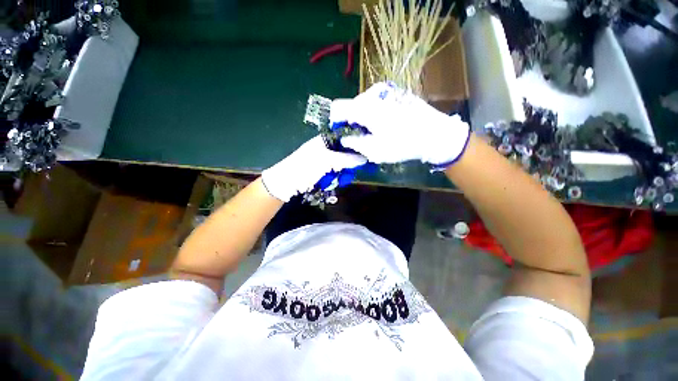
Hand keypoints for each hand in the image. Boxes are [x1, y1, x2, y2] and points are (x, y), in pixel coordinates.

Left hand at [262, 136, 366, 201]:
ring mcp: (325, 160)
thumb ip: (346, 158)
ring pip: (342, 163)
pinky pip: (336, 172)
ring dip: (344, 171)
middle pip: (345, 152)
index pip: (346, 137)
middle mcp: (326, 148)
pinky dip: (339, 177)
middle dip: (351, 161)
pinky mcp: (323, 171)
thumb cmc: (305, 167)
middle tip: (354, 169)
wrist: (286, 183)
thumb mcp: (326, 160)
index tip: (366, 152)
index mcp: (325, 140)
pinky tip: (339, 180)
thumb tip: (364, 157)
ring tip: (344, 177)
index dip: (356, 143)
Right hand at [330, 82, 470, 168]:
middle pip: (351, 106)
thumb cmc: (402, 144)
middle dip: (351, 122)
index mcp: (364, 107)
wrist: (435, 134)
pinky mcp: (396, 92)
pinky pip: (376, 102)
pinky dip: (374, 113)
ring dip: (363, 118)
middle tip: (361, 137)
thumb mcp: (374, 150)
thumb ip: (354, 143)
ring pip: (363, 104)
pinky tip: (386, 124)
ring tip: (375, 132)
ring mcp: (386, 91)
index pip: (337, 107)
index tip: (341, 134)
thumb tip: (343, 138)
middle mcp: (372, 94)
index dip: (335, 122)